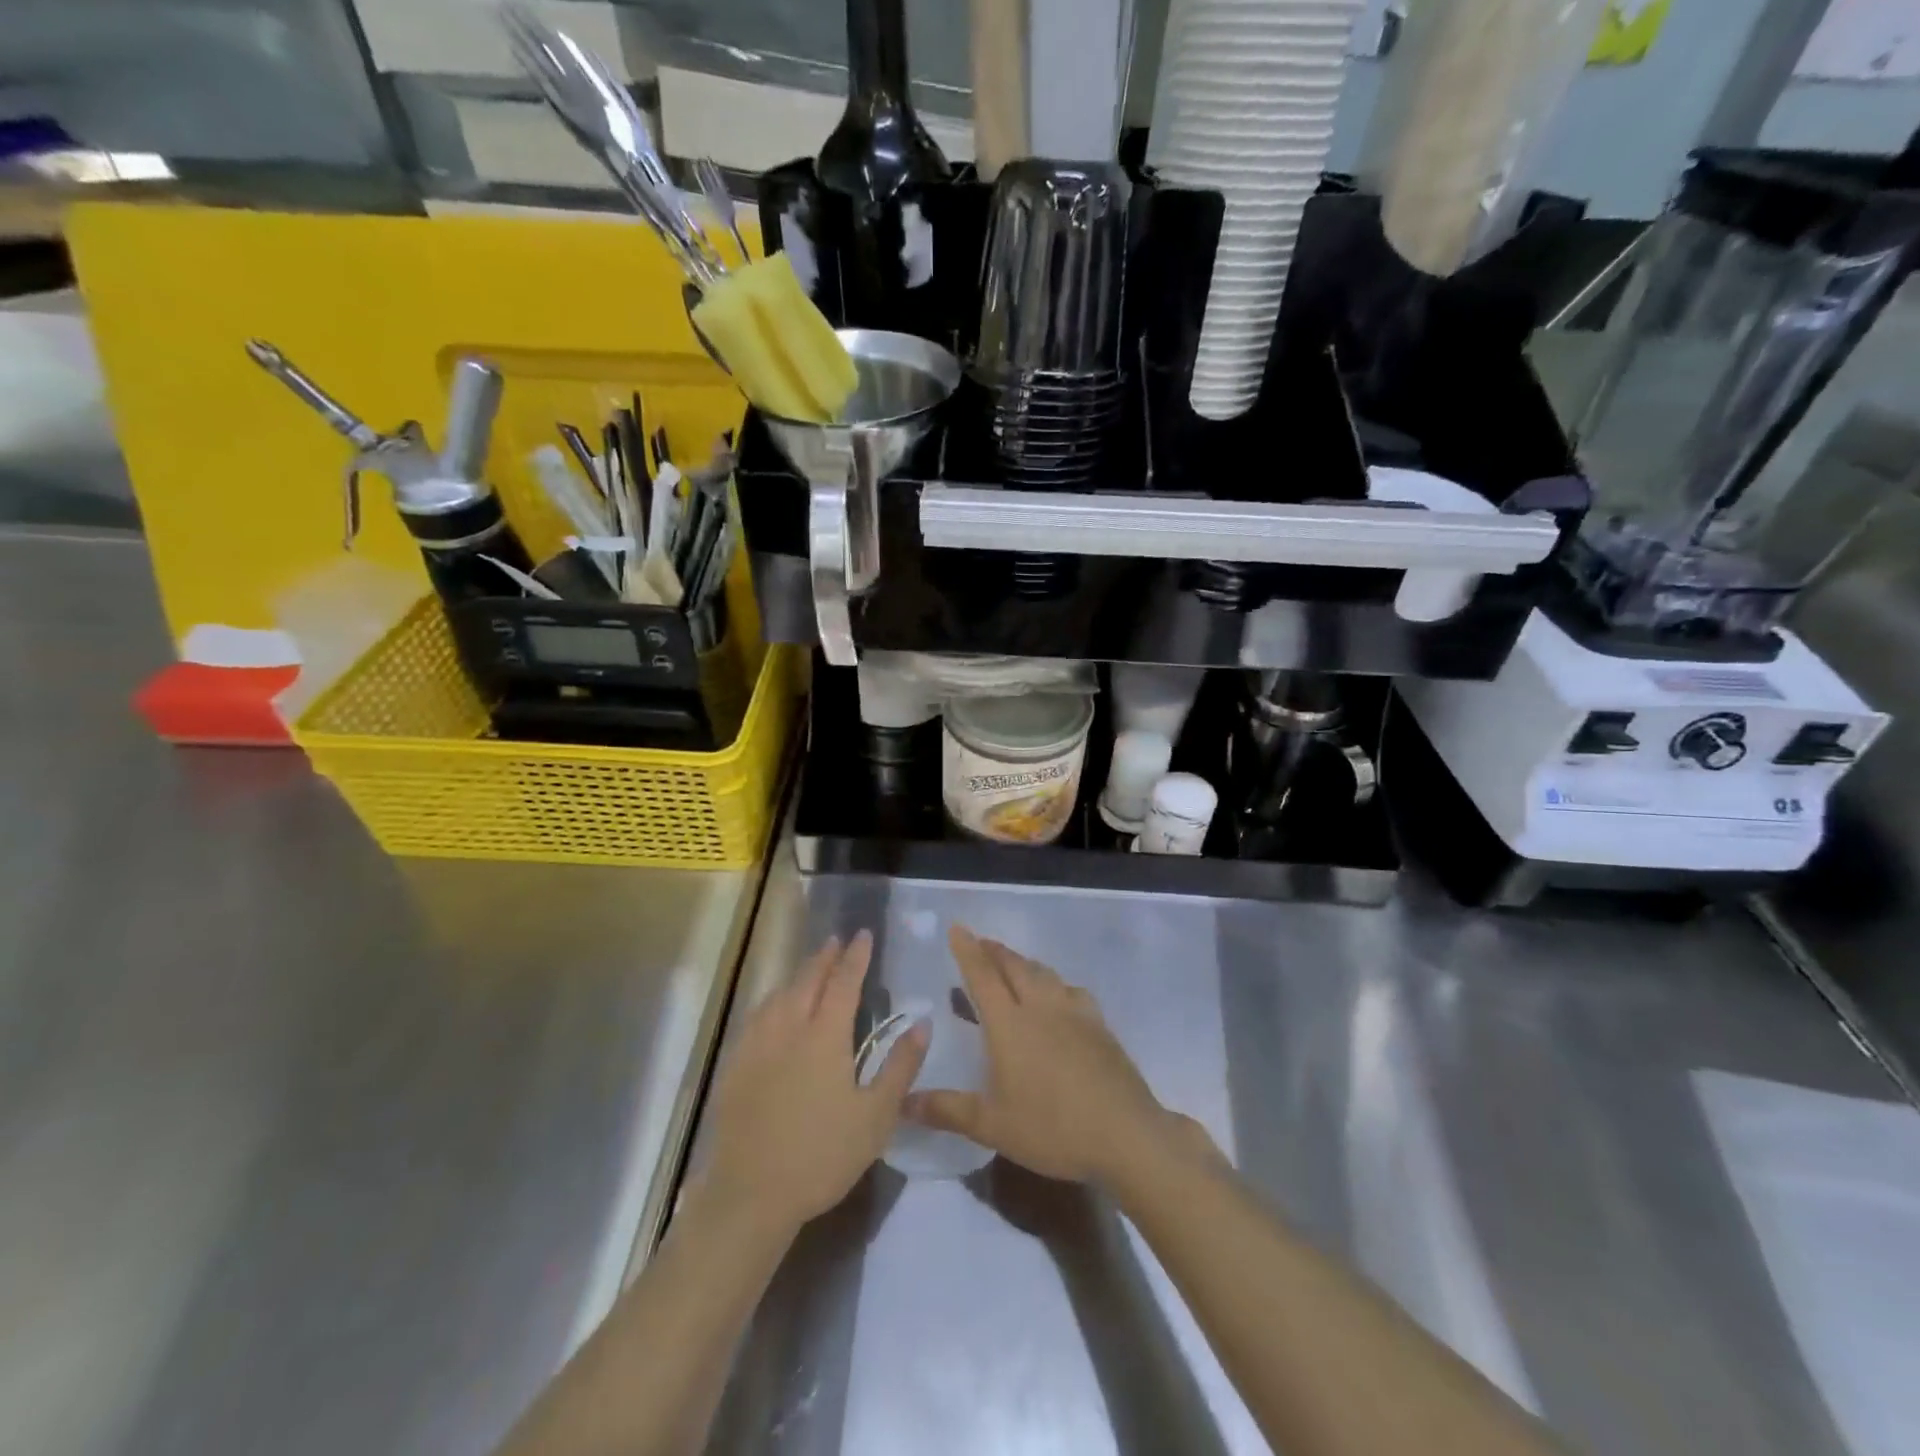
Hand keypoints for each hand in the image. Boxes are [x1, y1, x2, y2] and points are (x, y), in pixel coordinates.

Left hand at [701, 932, 927, 1235]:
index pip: (844, 983)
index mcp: (825, 1036)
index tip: (863, 934)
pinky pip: (756, 1017)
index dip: (855, 957)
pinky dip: (772, 1000)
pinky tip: (773, 1009)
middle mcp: (789, 1029)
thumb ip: (901, 1066)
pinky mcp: (736, 1066)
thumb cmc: (822, 1155)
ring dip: (798, 976)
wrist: (751, 1194)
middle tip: (836, 941)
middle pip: (807, 981)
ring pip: (778, 995)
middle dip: (824, 958)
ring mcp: (757, 1046)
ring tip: (809, 968)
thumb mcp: (876, 1116)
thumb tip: (922, 1023)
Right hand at [906, 925, 1181, 1185]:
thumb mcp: (993, 1126)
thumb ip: (948, 1110)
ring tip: (1012, 963)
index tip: (957, 928)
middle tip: (981, 942)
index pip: (982, 976)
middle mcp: (1040, 1007)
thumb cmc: (1052, 1128)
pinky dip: (1055, 982)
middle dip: (994, 950)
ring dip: (1023, 962)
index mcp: (1010, 1024)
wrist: (1126, 1133)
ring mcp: (1074, 1012)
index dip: (967, 951)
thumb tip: (904, 1103)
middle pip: (1014, 966)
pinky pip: (1071, 990)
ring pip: (1043, 973)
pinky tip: (1059, 995)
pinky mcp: (1099, 1025)